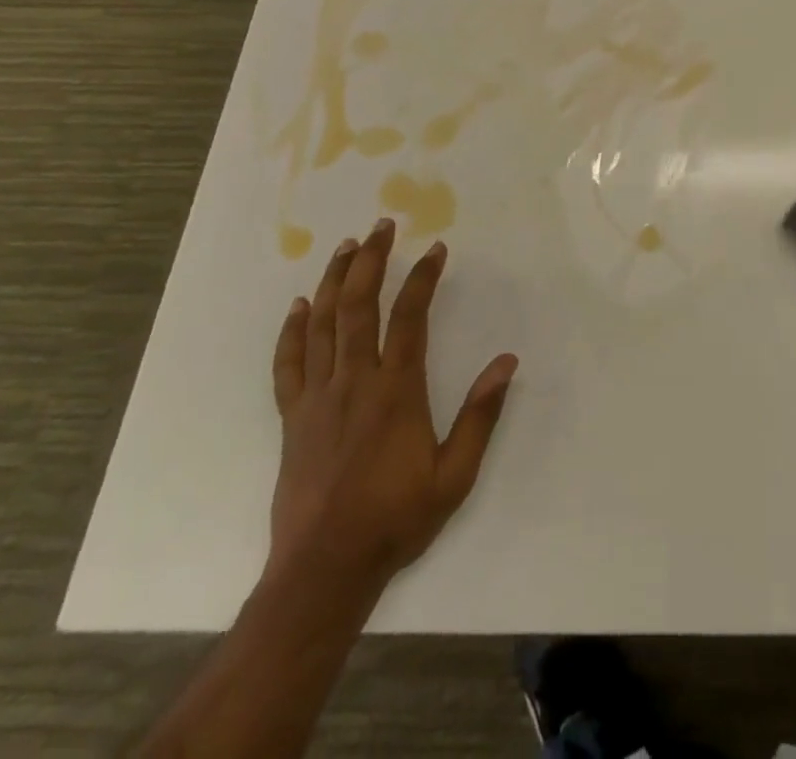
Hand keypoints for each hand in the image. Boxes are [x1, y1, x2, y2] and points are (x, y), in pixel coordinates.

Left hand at [268, 221, 516, 602]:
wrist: (324, 570)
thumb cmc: (395, 518)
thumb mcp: (454, 474)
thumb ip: (480, 414)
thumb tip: (507, 362)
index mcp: (396, 391)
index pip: (409, 317)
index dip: (422, 277)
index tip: (435, 249)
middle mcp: (354, 381)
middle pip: (358, 306)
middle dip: (370, 260)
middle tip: (381, 226)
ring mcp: (318, 397)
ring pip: (321, 324)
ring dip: (333, 280)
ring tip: (345, 247)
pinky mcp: (293, 417)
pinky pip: (288, 363)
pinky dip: (292, 330)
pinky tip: (299, 306)